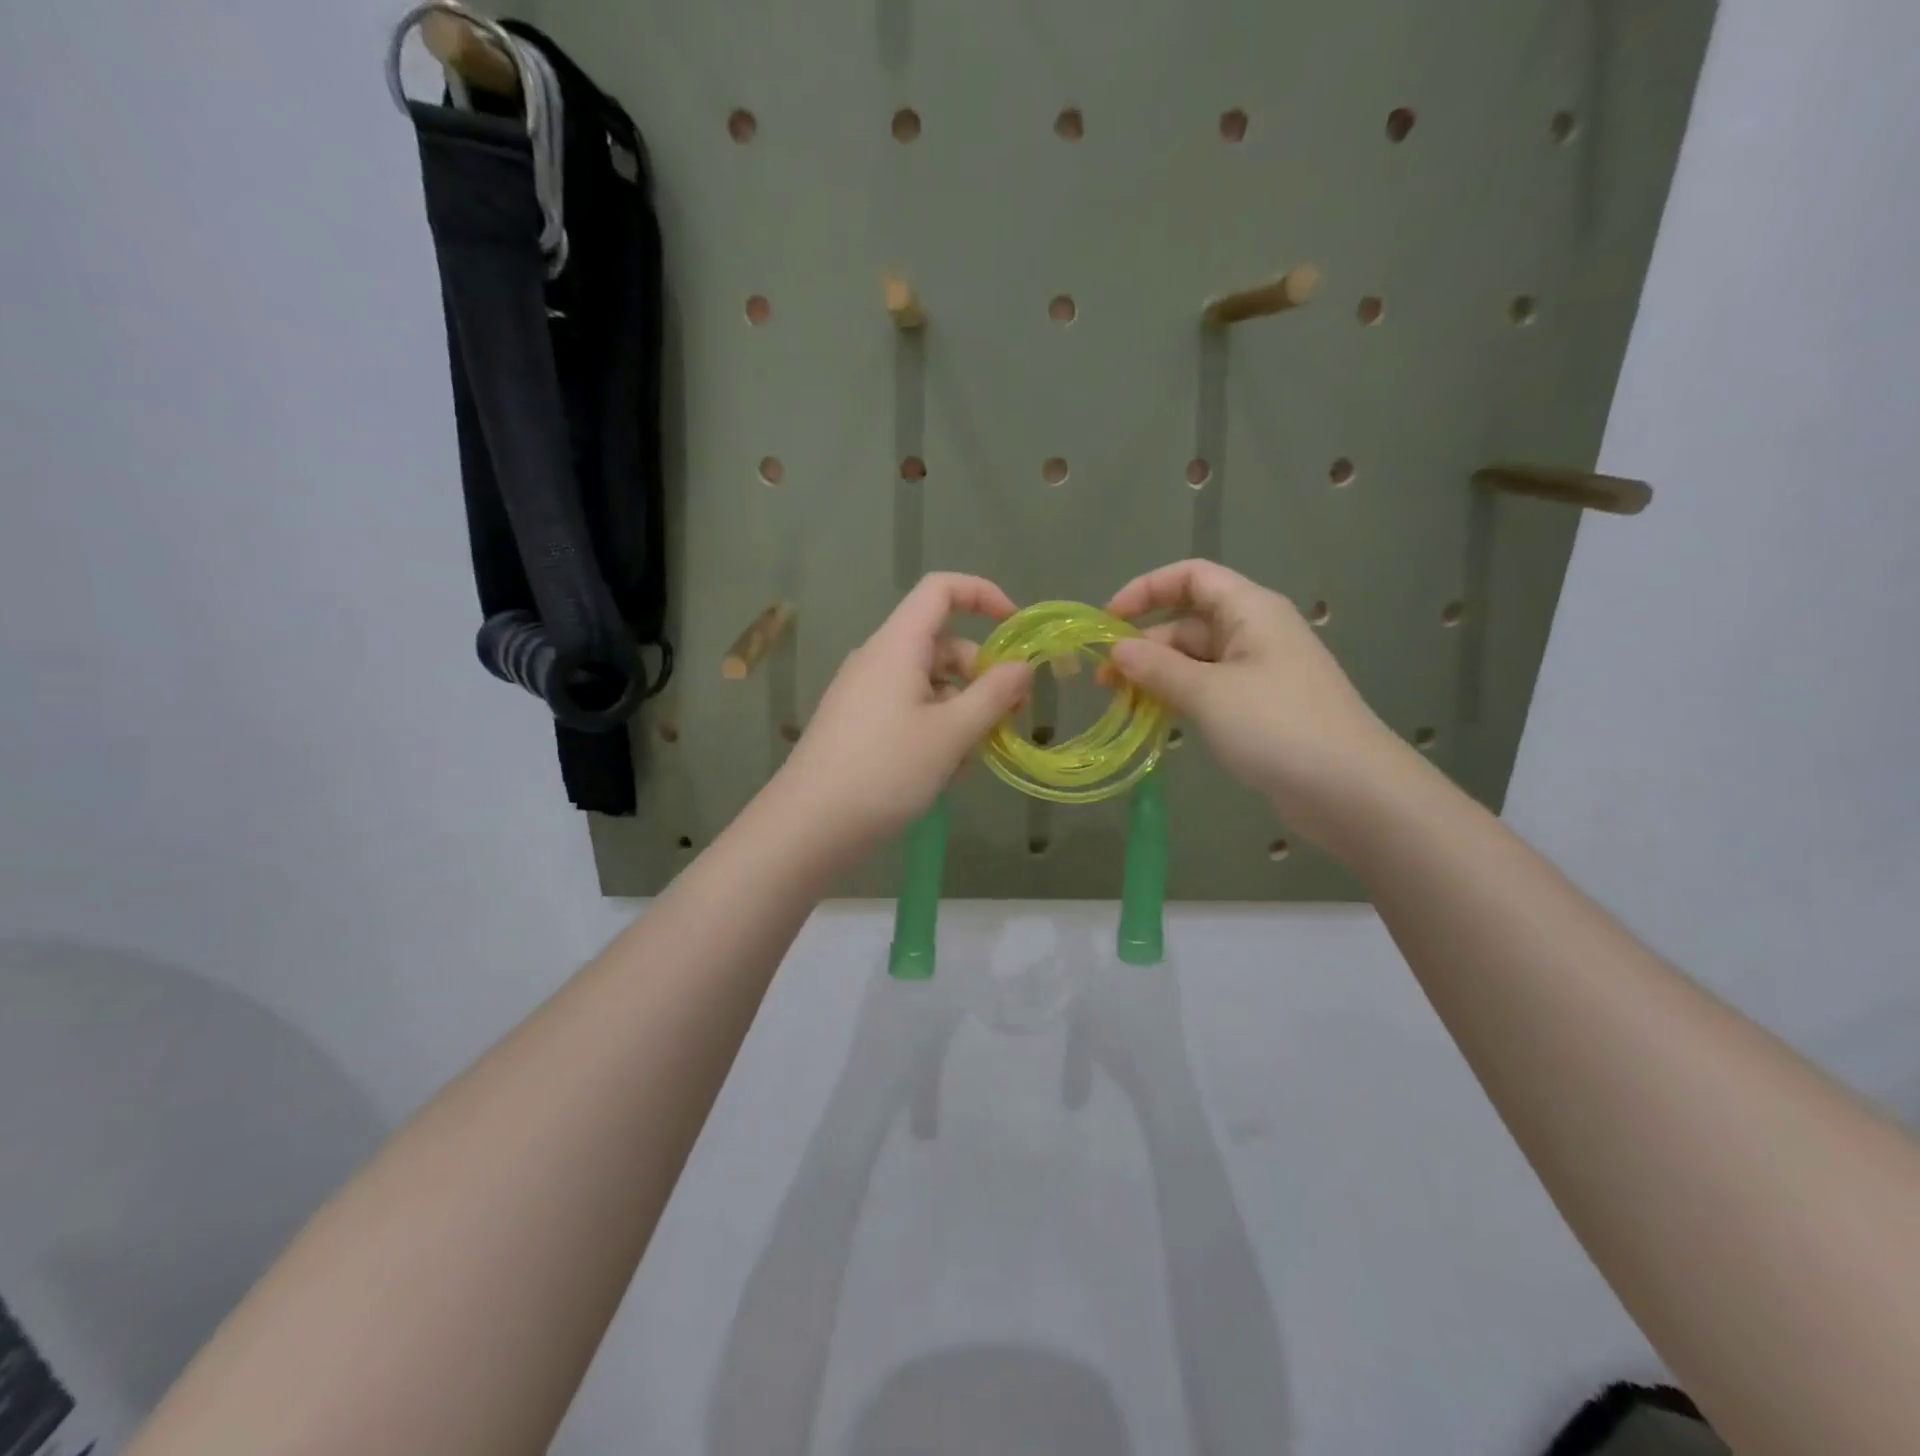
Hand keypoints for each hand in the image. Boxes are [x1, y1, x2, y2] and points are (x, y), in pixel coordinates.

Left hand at [771, 573, 1031, 862]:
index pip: (941, 589)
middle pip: (942, 645)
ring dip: (961, 713)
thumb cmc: (885, 770)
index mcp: (897, 645)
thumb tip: (1023, 667)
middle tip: (1010, 718)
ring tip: (969, 761)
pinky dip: (935, 731)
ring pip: (929, 686)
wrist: (809, 827)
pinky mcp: (859, 726)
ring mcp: (865, 694)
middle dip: (981, 676)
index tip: (1017, 629)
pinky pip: (909, 712)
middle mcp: (878, 660)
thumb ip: (994, 695)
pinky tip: (942, 773)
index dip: (983, 595)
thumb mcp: (952, 733)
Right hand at [1106, 559, 1420, 852]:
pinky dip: (1178, 699)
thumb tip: (1116, 651)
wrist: (1350, 790)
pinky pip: (1207, 690)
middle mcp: (1254, 632)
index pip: (1191, 577)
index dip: (1146, 590)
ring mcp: (1258, 672)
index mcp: (1250, 610)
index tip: (1107, 621)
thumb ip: (1157, 668)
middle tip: (1103, 682)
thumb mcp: (1208, 693)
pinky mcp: (1258, 708)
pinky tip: (1152, 720)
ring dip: (1156, 676)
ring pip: (1194, 660)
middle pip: (1188, 622)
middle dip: (1143, 646)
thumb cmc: (1277, 726)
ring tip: (1119, 704)